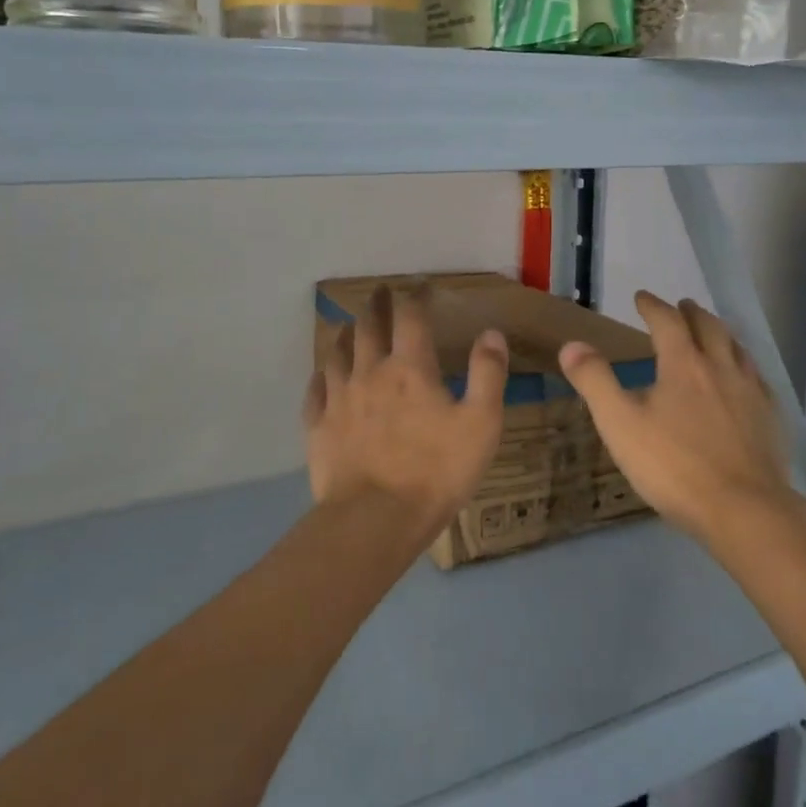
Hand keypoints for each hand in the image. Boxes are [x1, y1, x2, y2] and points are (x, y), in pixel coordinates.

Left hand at [304, 283, 508, 539]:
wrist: (375, 519)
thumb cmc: (436, 471)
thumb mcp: (481, 423)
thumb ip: (488, 374)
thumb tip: (490, 332)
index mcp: (411, 369)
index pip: (412, 318)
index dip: (416, 297)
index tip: (420, 287)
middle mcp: (370, 373)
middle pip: (369, 327)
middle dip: (376, 305)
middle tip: (379, 292)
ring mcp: (339, 400)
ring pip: (337, 354)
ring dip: (346, 335)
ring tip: (349, 327)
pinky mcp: (318, 428)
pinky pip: (315, 391)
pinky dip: (321, 376)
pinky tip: (323, 375)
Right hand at [558, 291, 791, 540]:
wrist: (743, 509)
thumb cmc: (673, 466)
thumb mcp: (619, 424)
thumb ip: (595, 381)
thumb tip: (572, 344)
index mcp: (683, 364)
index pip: (667, 321)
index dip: (652, 306)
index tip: (642, 297)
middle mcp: (720, 367)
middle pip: (708, 327)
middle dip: (691, 313)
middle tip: (682, 306)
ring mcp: (751, 391)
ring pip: (737, 348)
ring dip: (720, 333)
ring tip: (713, 333)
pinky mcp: (770, 417)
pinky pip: (757, 377)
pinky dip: (744, 364)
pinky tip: (744, 379)